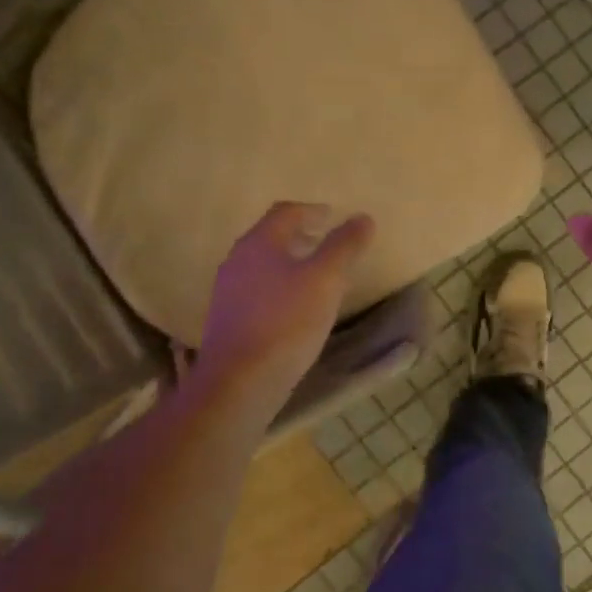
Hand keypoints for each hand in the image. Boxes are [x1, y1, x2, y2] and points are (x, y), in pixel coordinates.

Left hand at [190, 202, 374, 425]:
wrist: (240, 381)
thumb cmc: (286, 322)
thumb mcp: (326, 280)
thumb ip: (344, 246)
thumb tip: (362, 218)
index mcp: (259, 243)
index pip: (286, 212)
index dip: (312, 210)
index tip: (334, 217)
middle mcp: (237, 260)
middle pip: (271, 237)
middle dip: (301, 236)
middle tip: (327, 243)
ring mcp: (228, 292)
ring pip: (263, 265)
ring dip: (290, 263)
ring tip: (316, 277)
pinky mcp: (228, 320)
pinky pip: (257, 291)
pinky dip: (280, 288)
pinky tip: (296, 309)